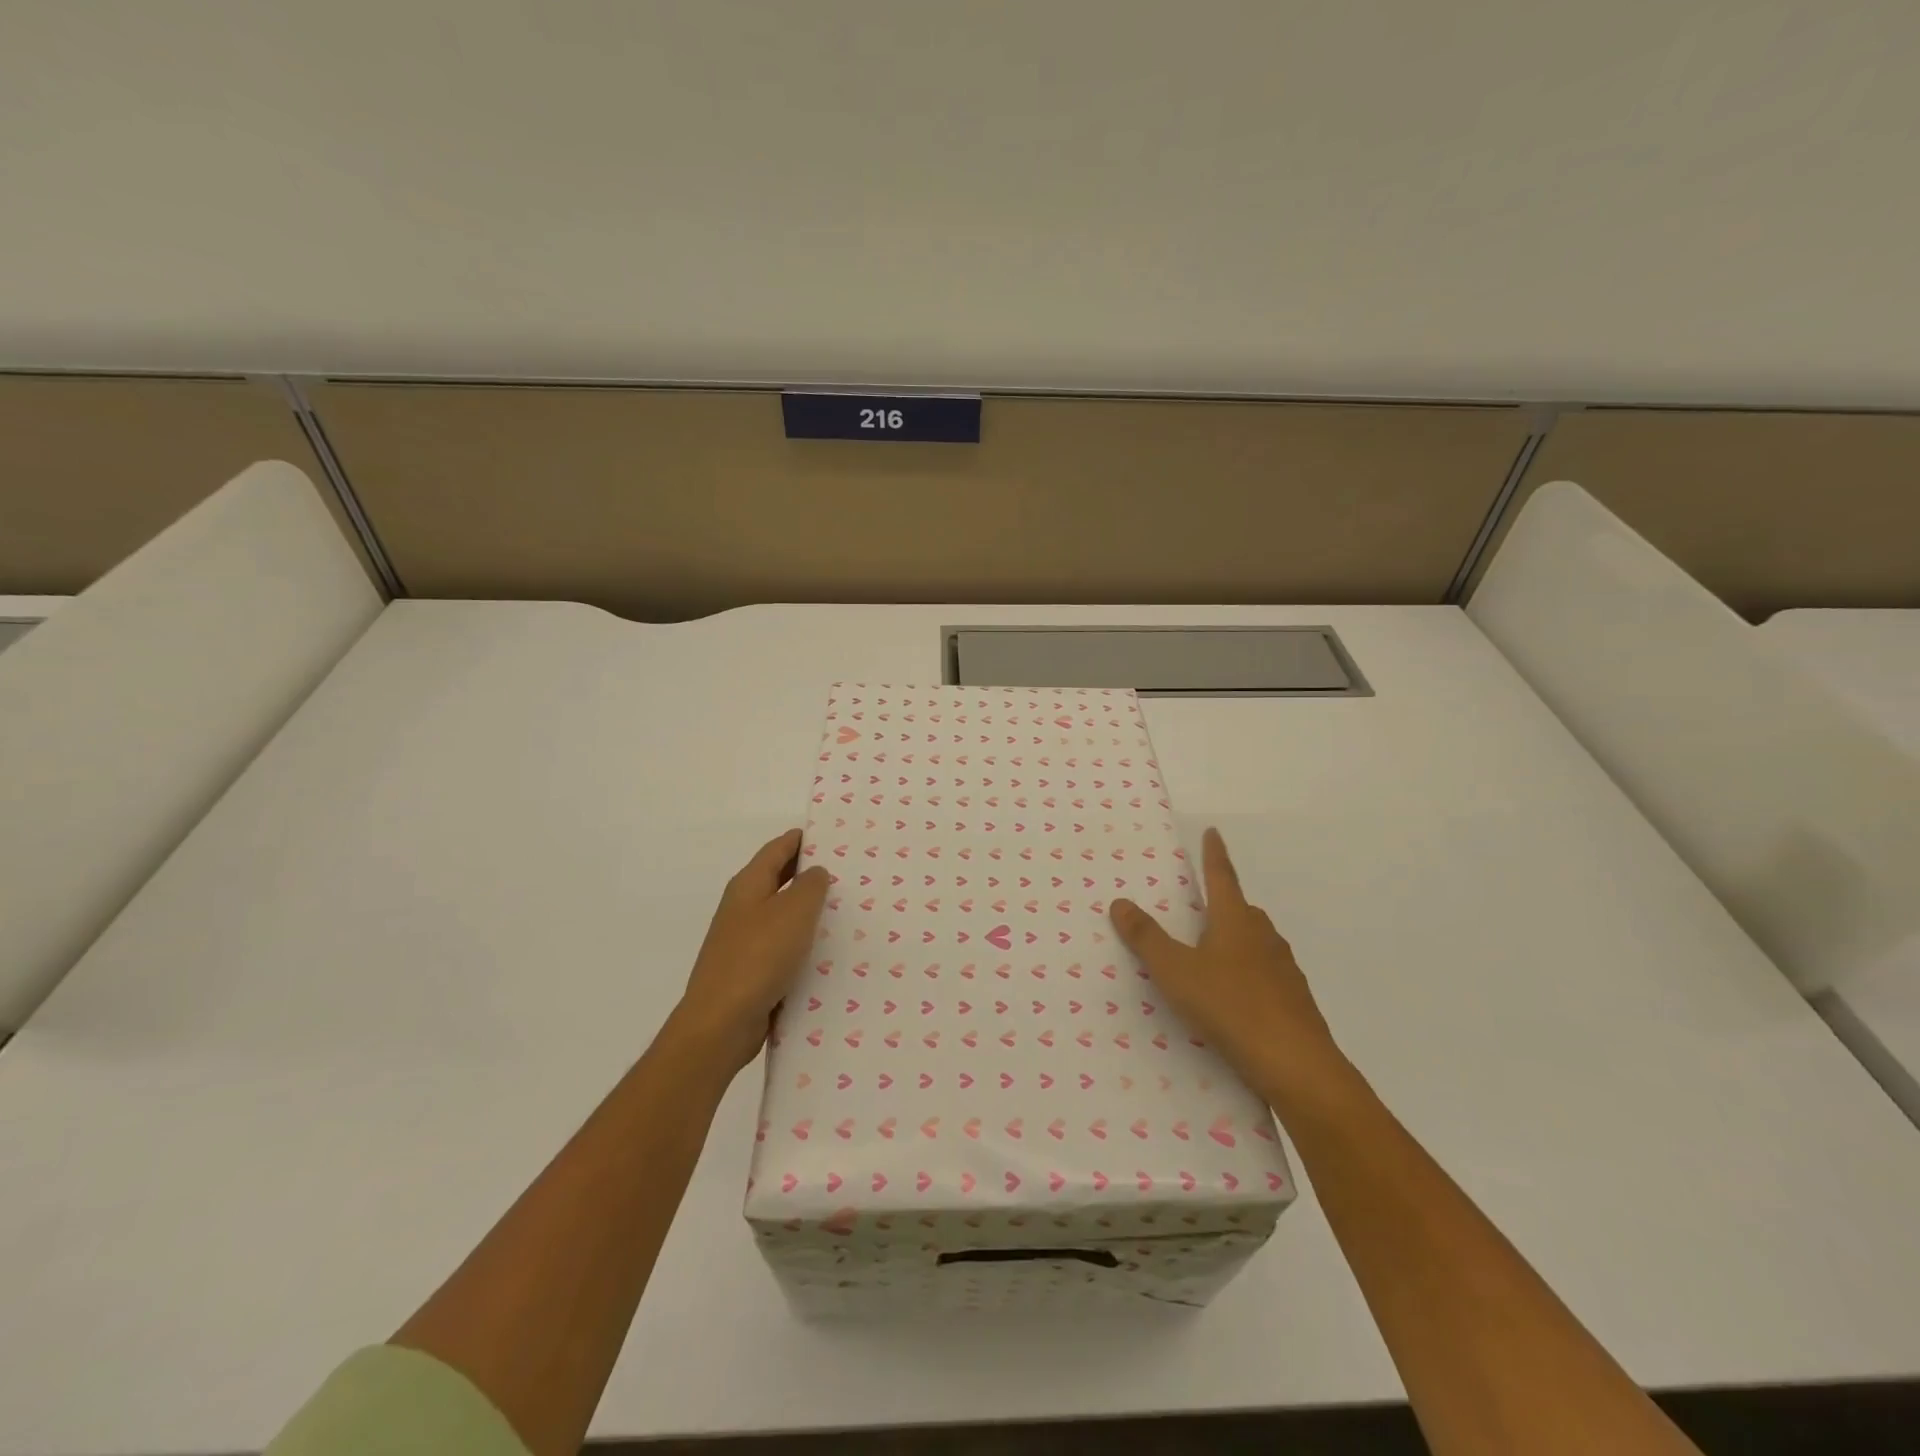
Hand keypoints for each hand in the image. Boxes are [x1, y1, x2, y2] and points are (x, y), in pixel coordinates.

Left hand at [673, 829, 829, 1075]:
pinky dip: (802, 942)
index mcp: (748, 884)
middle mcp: (742, 907)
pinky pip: (782, 946)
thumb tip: (815, 871)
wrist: (721, 1023)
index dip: (802, 838)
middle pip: (778, 879)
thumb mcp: (794, 912)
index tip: (832, 834)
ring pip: (782, 914)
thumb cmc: (759, 957)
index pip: (777, 848)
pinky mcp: (750, 970)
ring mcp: (743, 940)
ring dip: (808, 910)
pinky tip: (826, 951)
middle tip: (848, 871)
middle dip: (809, 873)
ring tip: (845, 909)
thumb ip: (810, 885)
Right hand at [1111, 827, 1348, 1115]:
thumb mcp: (1176, 972)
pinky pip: (1266, 974)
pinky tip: (1235, 998)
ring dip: (1236, 941)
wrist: (1297, 1065)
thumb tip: (1120, 902)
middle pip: (1242, 910)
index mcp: (1235, 921)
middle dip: (1223, 904)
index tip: (1214, 832)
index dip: (1214, 855)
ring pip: (1256, 943)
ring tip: (1212, 955)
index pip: (1221, 877)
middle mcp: (1263, 937)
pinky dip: (1248, 975)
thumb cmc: (1231, 1007)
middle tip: (1202, 906)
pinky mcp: (1294, 1001)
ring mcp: (1284, 969)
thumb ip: (1147, 938)